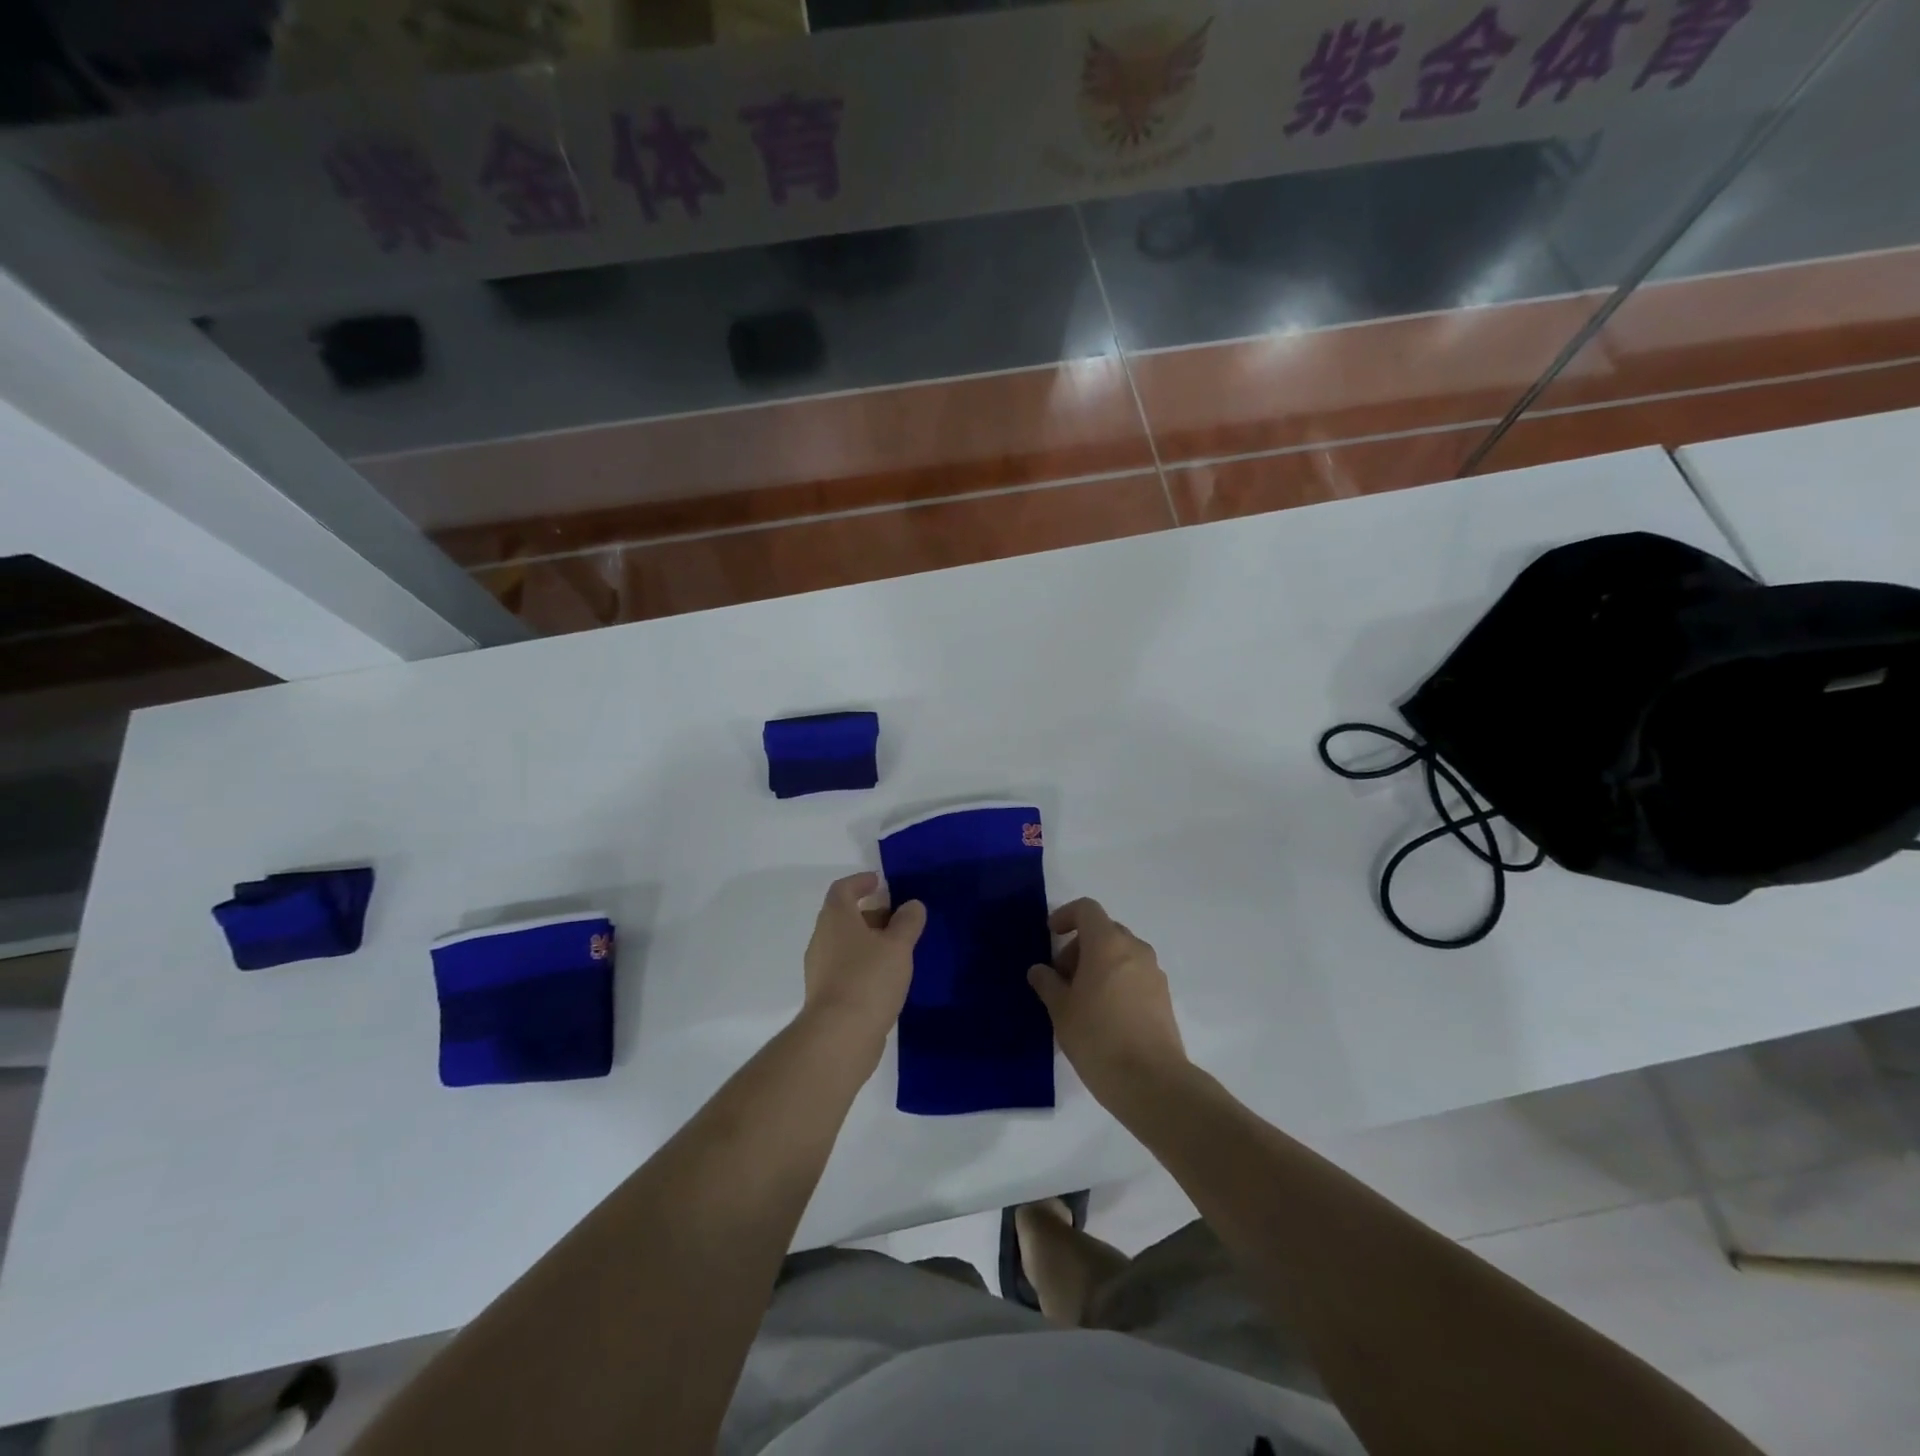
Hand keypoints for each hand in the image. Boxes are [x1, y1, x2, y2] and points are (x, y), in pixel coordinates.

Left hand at [801, 873, 924, 1060]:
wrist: (839, 1036)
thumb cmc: (868, 979)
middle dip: (870, 913)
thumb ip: (908, 923)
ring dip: (868, 940)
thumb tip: (912, 905)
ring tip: (897, 948)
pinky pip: (845, 967)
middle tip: (897, 917)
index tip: (879, 882)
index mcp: (836, 918)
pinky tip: (885, 977)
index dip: (860, 882)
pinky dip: (863, 963)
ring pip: (845, 943)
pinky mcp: (825, 994)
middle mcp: (822, 938)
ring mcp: (820, 968)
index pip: (843, 889)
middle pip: (843, 916)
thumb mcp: (898, 946)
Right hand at [1028, 898, 1187, 1108]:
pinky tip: (1103, 1013)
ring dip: (1098, 964)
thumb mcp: (1061, 1010)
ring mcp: (1153, 972)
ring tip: (1080, 999)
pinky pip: (1134, 973)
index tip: (1051, 936)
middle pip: (1104, 931)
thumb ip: (1047, 983)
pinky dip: (1116, 979)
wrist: (1152, 1082)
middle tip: (1061, 978)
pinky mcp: (1163, 996)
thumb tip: (1039, 970)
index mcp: (1107, 944)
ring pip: (1120, 953)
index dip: (1066, 916)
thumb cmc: (1098, 1038)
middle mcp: (1134, 949)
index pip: (1087, 909)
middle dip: (1079, 946)